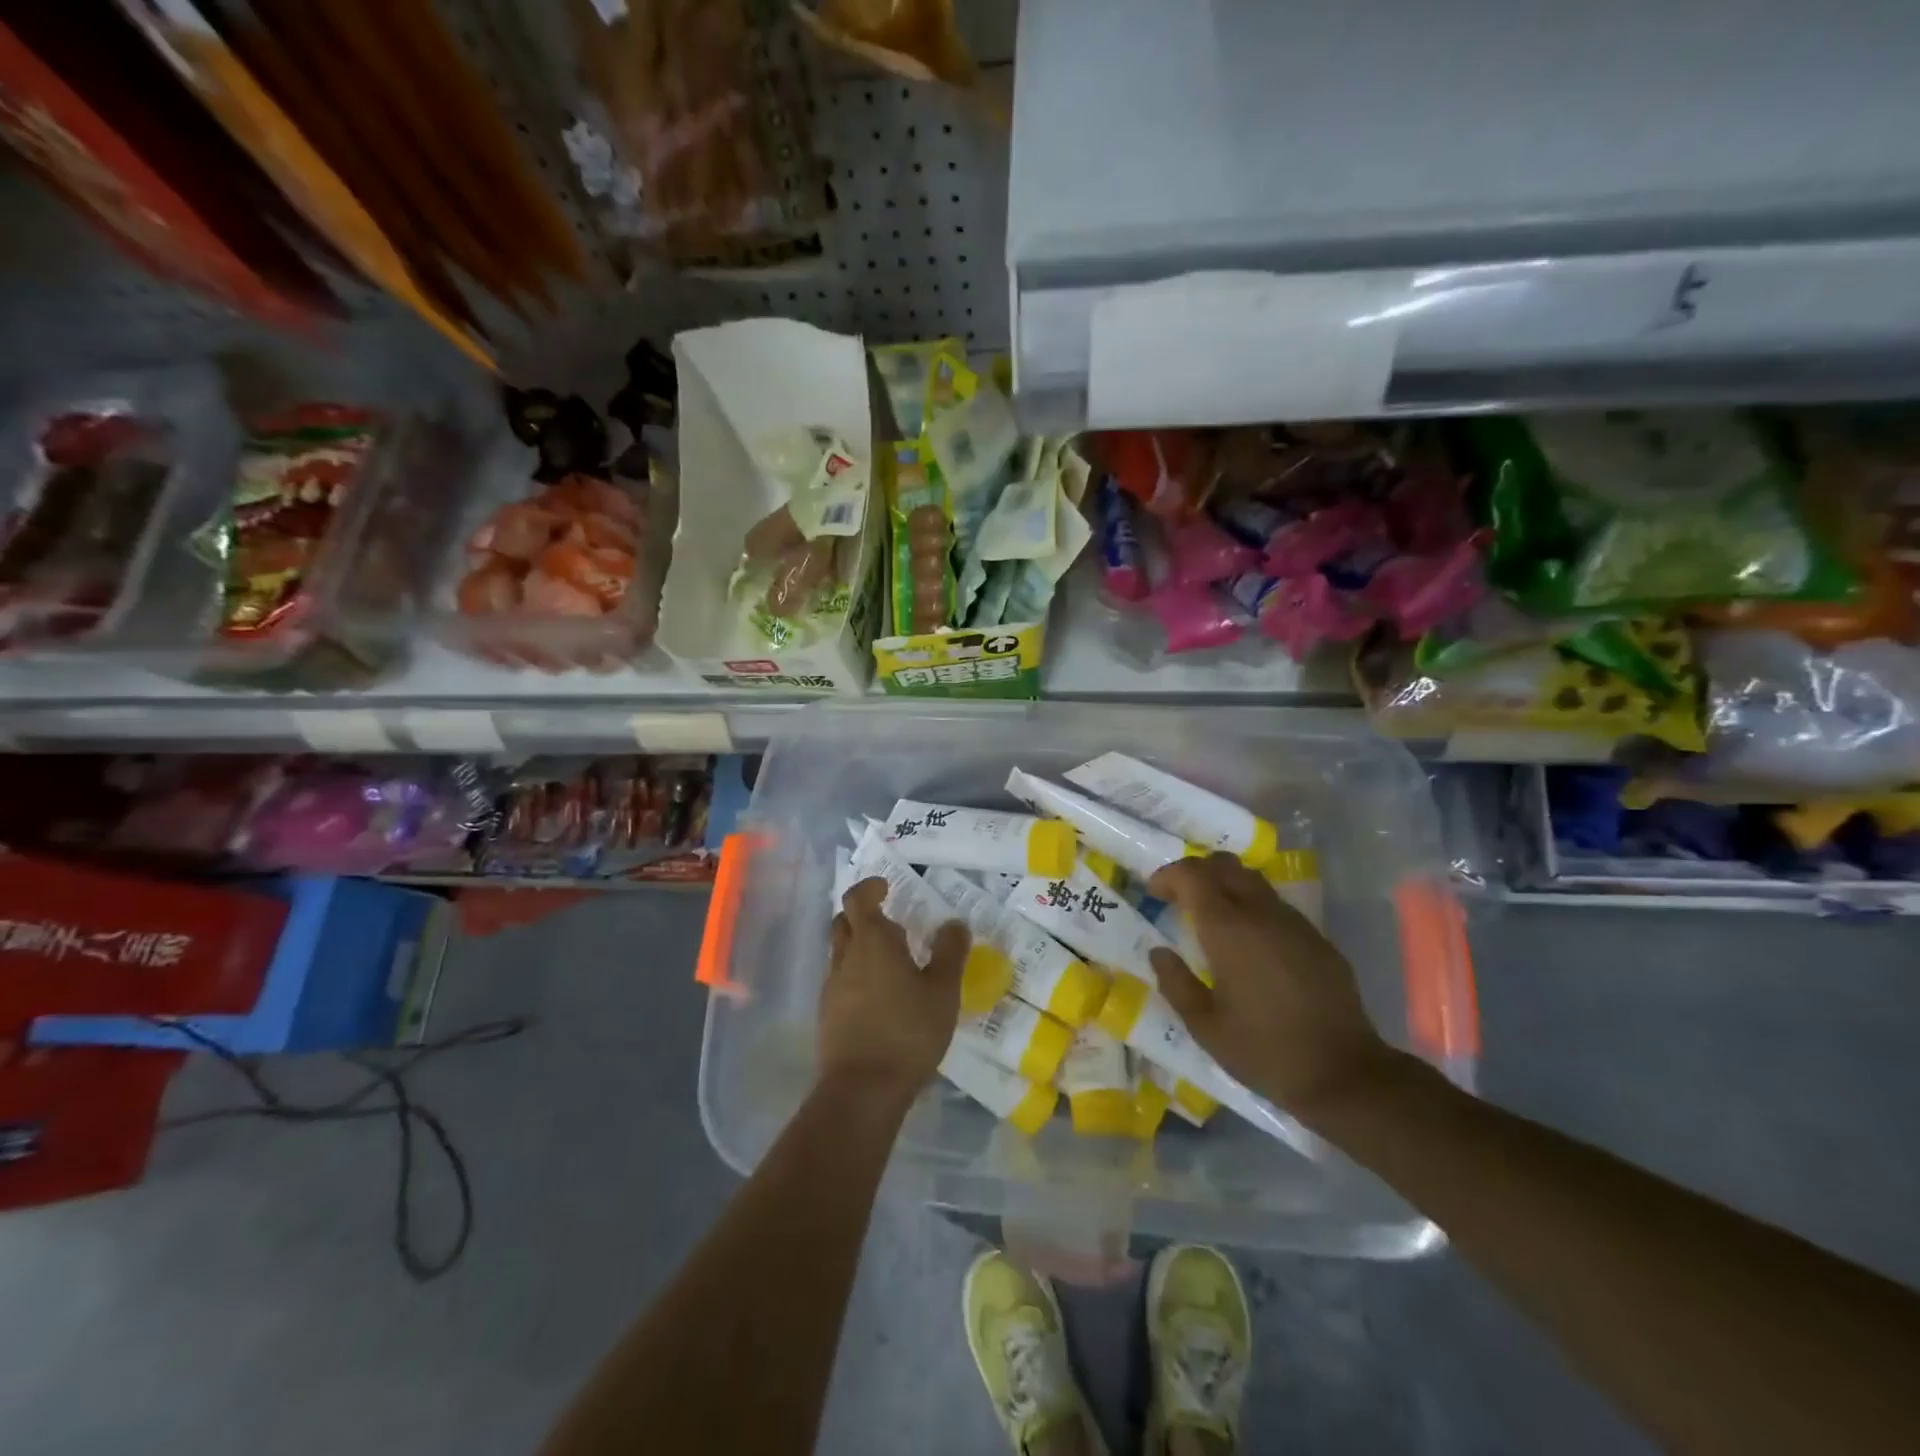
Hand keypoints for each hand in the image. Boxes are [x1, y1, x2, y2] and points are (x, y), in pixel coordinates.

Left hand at [821, 877, 968, 1101]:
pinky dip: (857, 976)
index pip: (857, 899)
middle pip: (843, 923)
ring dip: (860, 948)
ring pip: (840, 953)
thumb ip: (950, 952)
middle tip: (892, 924)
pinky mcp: (827, 1015)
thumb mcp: (943, 991)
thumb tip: (955, 923)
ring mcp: (831, 988)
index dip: (870, 888)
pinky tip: (880, 998)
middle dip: (862, 916)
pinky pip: (840, 981)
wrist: (863, 1090)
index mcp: (871, 942)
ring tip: (892, 964)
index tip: (886, 887)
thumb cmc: (908, 1031)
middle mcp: (845, 958)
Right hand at [1146, 854, 1398, 1122]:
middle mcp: (1261, 913)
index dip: (1168, 876)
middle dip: (1197, 872)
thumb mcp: (1204, 1026)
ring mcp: (1294, 923)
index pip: (1192, 874)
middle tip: (1180, 899)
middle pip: (1225, 864)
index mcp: (1228, 929)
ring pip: (1253, 881)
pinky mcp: (1317, 939)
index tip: (1154, 895)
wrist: (1345, 1075)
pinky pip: (1277, 906)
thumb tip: (1158, 952)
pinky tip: (1251, 946)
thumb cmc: (1264, 1051)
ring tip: (1213, 920)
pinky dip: (1253, 908)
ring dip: (1226, 887)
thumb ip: (1175, 982)